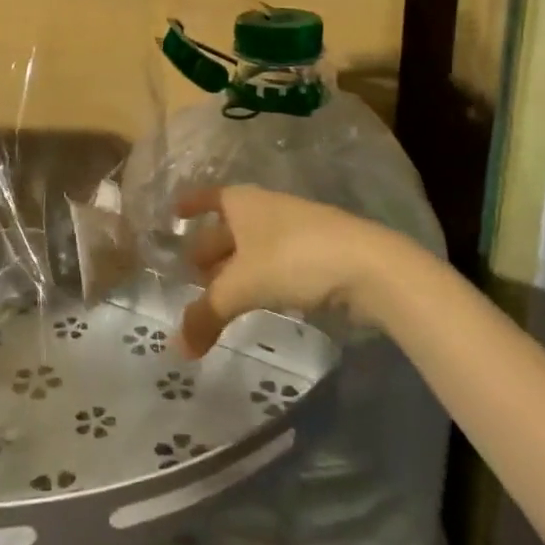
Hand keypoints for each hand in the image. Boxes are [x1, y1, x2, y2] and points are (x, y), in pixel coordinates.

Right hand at [176, 185, 400, 356]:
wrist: (369, 267)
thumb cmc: (293, 260)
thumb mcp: (241, 288)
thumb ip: (207, 315)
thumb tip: (178, 348)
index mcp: (244, 203)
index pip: (210, 197)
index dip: (192, 204)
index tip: (174, 211)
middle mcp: (267, 210)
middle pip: (230, 226)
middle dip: (209, 247)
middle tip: (190, 272)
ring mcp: (296, 231)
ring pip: (254, 246)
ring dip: (234, 267)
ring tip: (219, 292)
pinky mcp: (319, 255)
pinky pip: (277, 262)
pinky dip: (260, 277)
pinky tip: (258, 297)